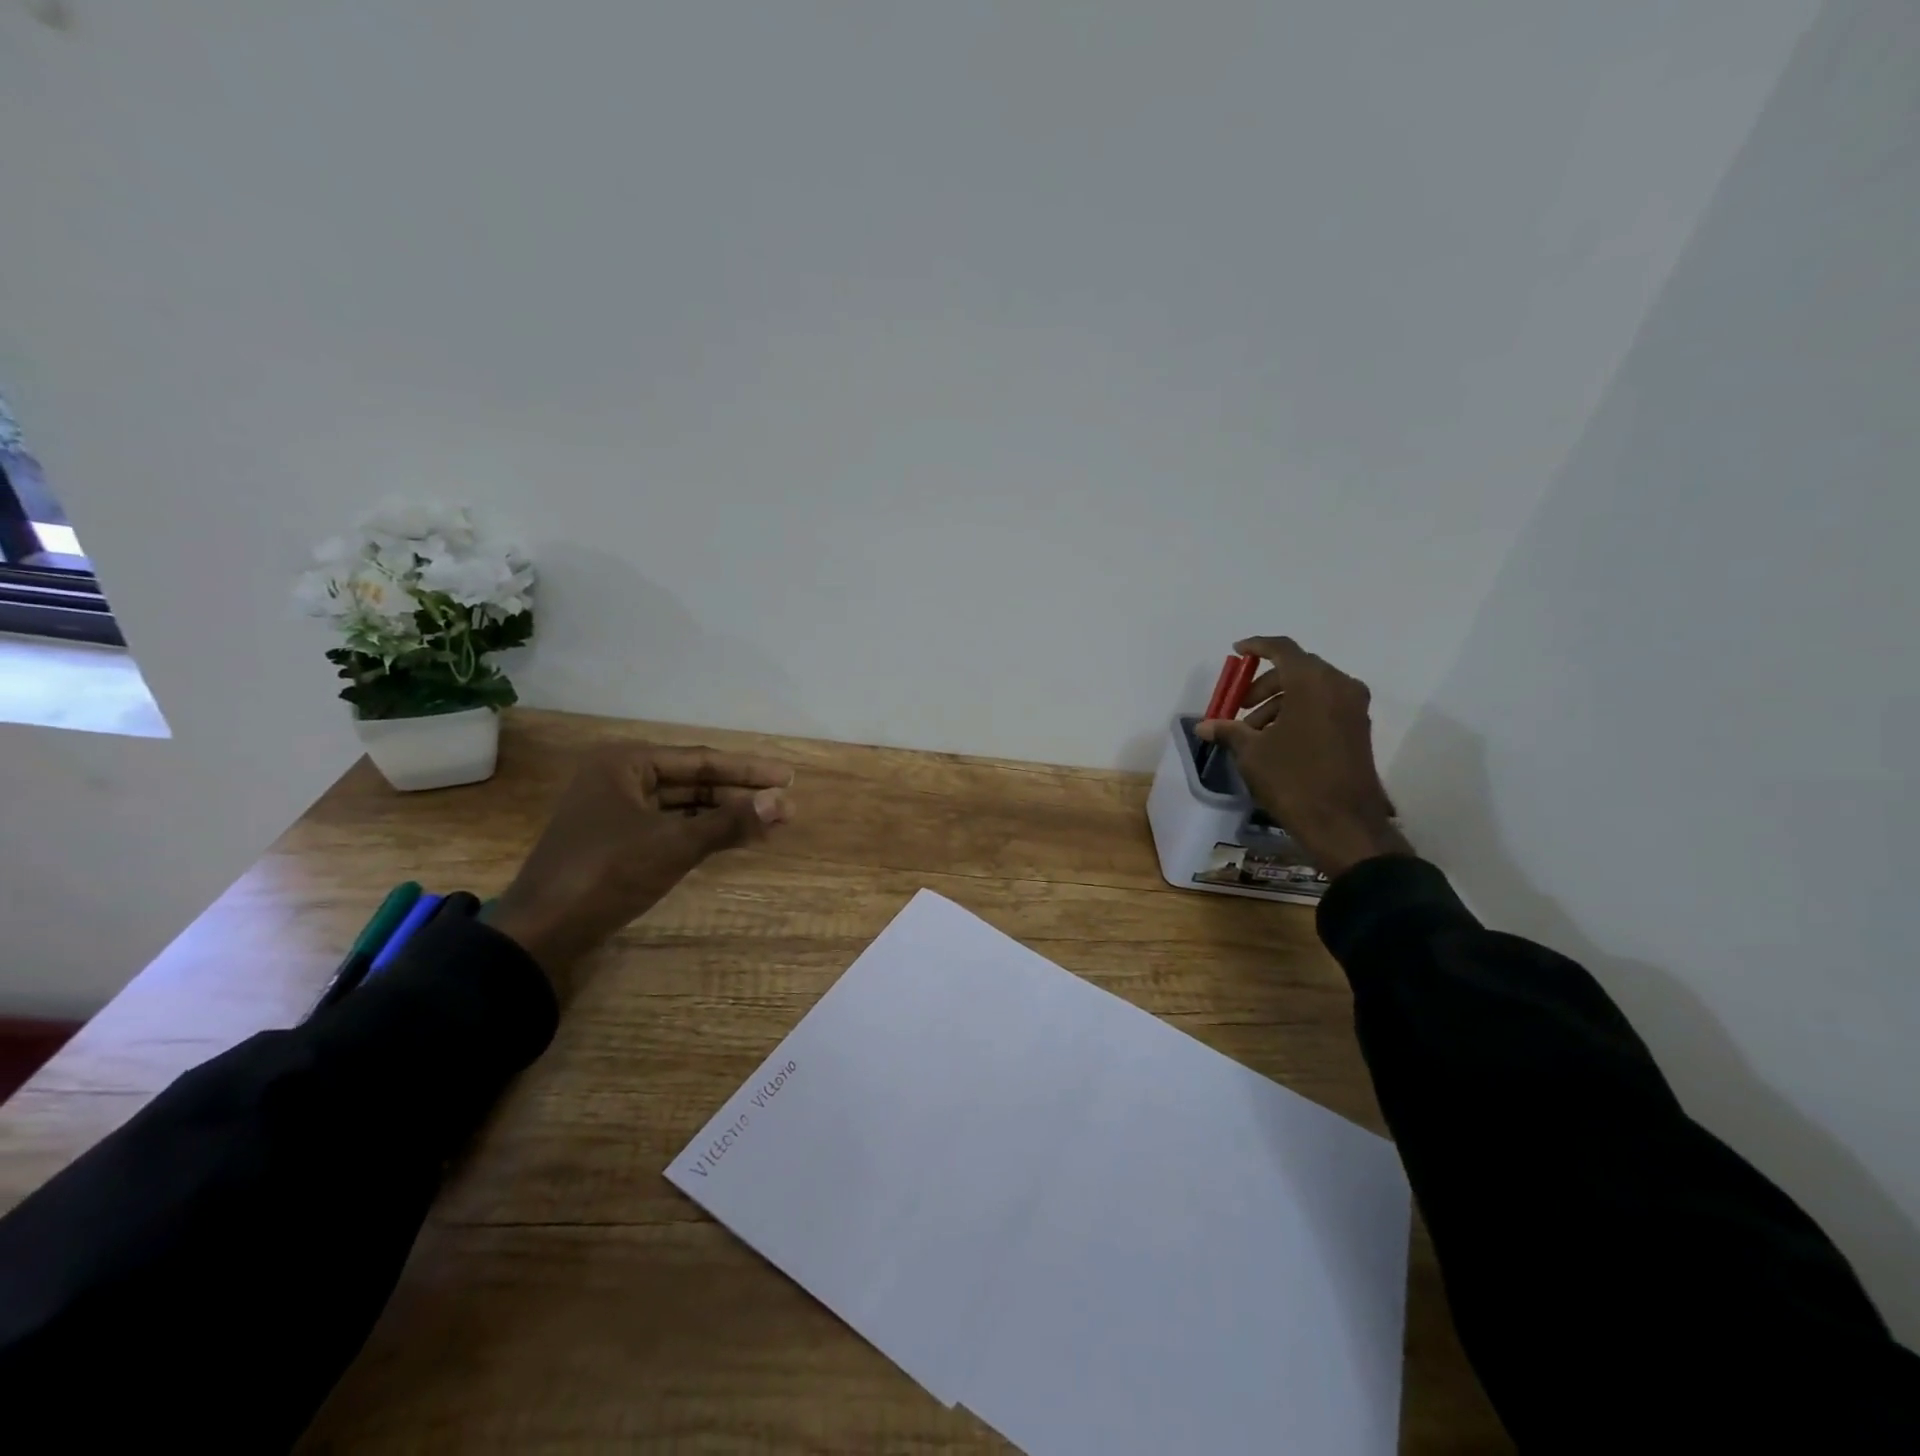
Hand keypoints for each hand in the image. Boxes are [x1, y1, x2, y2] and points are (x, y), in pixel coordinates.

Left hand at [490, 743, 792, 987]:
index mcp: (625, 763)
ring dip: (724, 815)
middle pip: (692, 781)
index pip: (700, 760)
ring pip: (682, 807)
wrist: (541, 935)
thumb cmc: (607, 873)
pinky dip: (701, 833)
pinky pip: (669, 828)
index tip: (788, 777)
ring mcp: (616, 813)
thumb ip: (730, 822)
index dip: (748, 770)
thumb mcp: (674, 844)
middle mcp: (619, 779)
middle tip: (784, 803)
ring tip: (769, 822)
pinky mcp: (616, 845)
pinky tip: (733, 839)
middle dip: (739, 794)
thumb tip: (783, 803)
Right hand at [1197, 636, 1412, 878]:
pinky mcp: (1358, 730)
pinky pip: (1324, 707)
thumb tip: (1204, 725)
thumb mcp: (1252, 753)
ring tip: (1254, 733)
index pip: (1282, 649)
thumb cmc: (1293, 779)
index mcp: (1313, 682)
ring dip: (1280, 703)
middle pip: (1297, 669)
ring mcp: (1353, 709)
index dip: (1257, 646)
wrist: (1344, 823)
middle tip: (1239, 707)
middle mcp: (1339, 686)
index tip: (1236, 652)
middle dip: (1264, 684)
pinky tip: (1277, 741)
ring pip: (1311, 690)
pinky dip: (1299, 713)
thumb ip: (1228, 731)